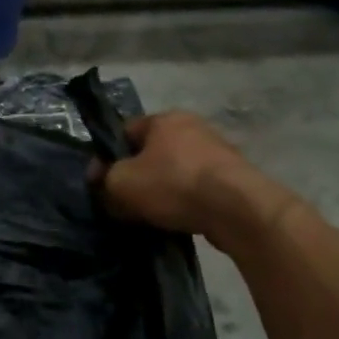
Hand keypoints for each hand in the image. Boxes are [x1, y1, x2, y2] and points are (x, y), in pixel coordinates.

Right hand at [94, 112, 300, 243]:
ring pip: (175, 171)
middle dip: (136, 176)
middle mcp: (192, 127)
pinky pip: (197, 188)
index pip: (125, 132)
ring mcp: (217, 151)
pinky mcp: (234, 177)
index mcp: (163, 119)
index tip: (102, 184)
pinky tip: (178, 220)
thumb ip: (104, 180)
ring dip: (162, 190)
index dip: (108, 158)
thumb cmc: (173, 185)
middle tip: (125, 202)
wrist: (237, 210)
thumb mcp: (122, 183)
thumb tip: (102, 182)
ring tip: (152, 216)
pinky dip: (185, 202)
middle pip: (151, 152)